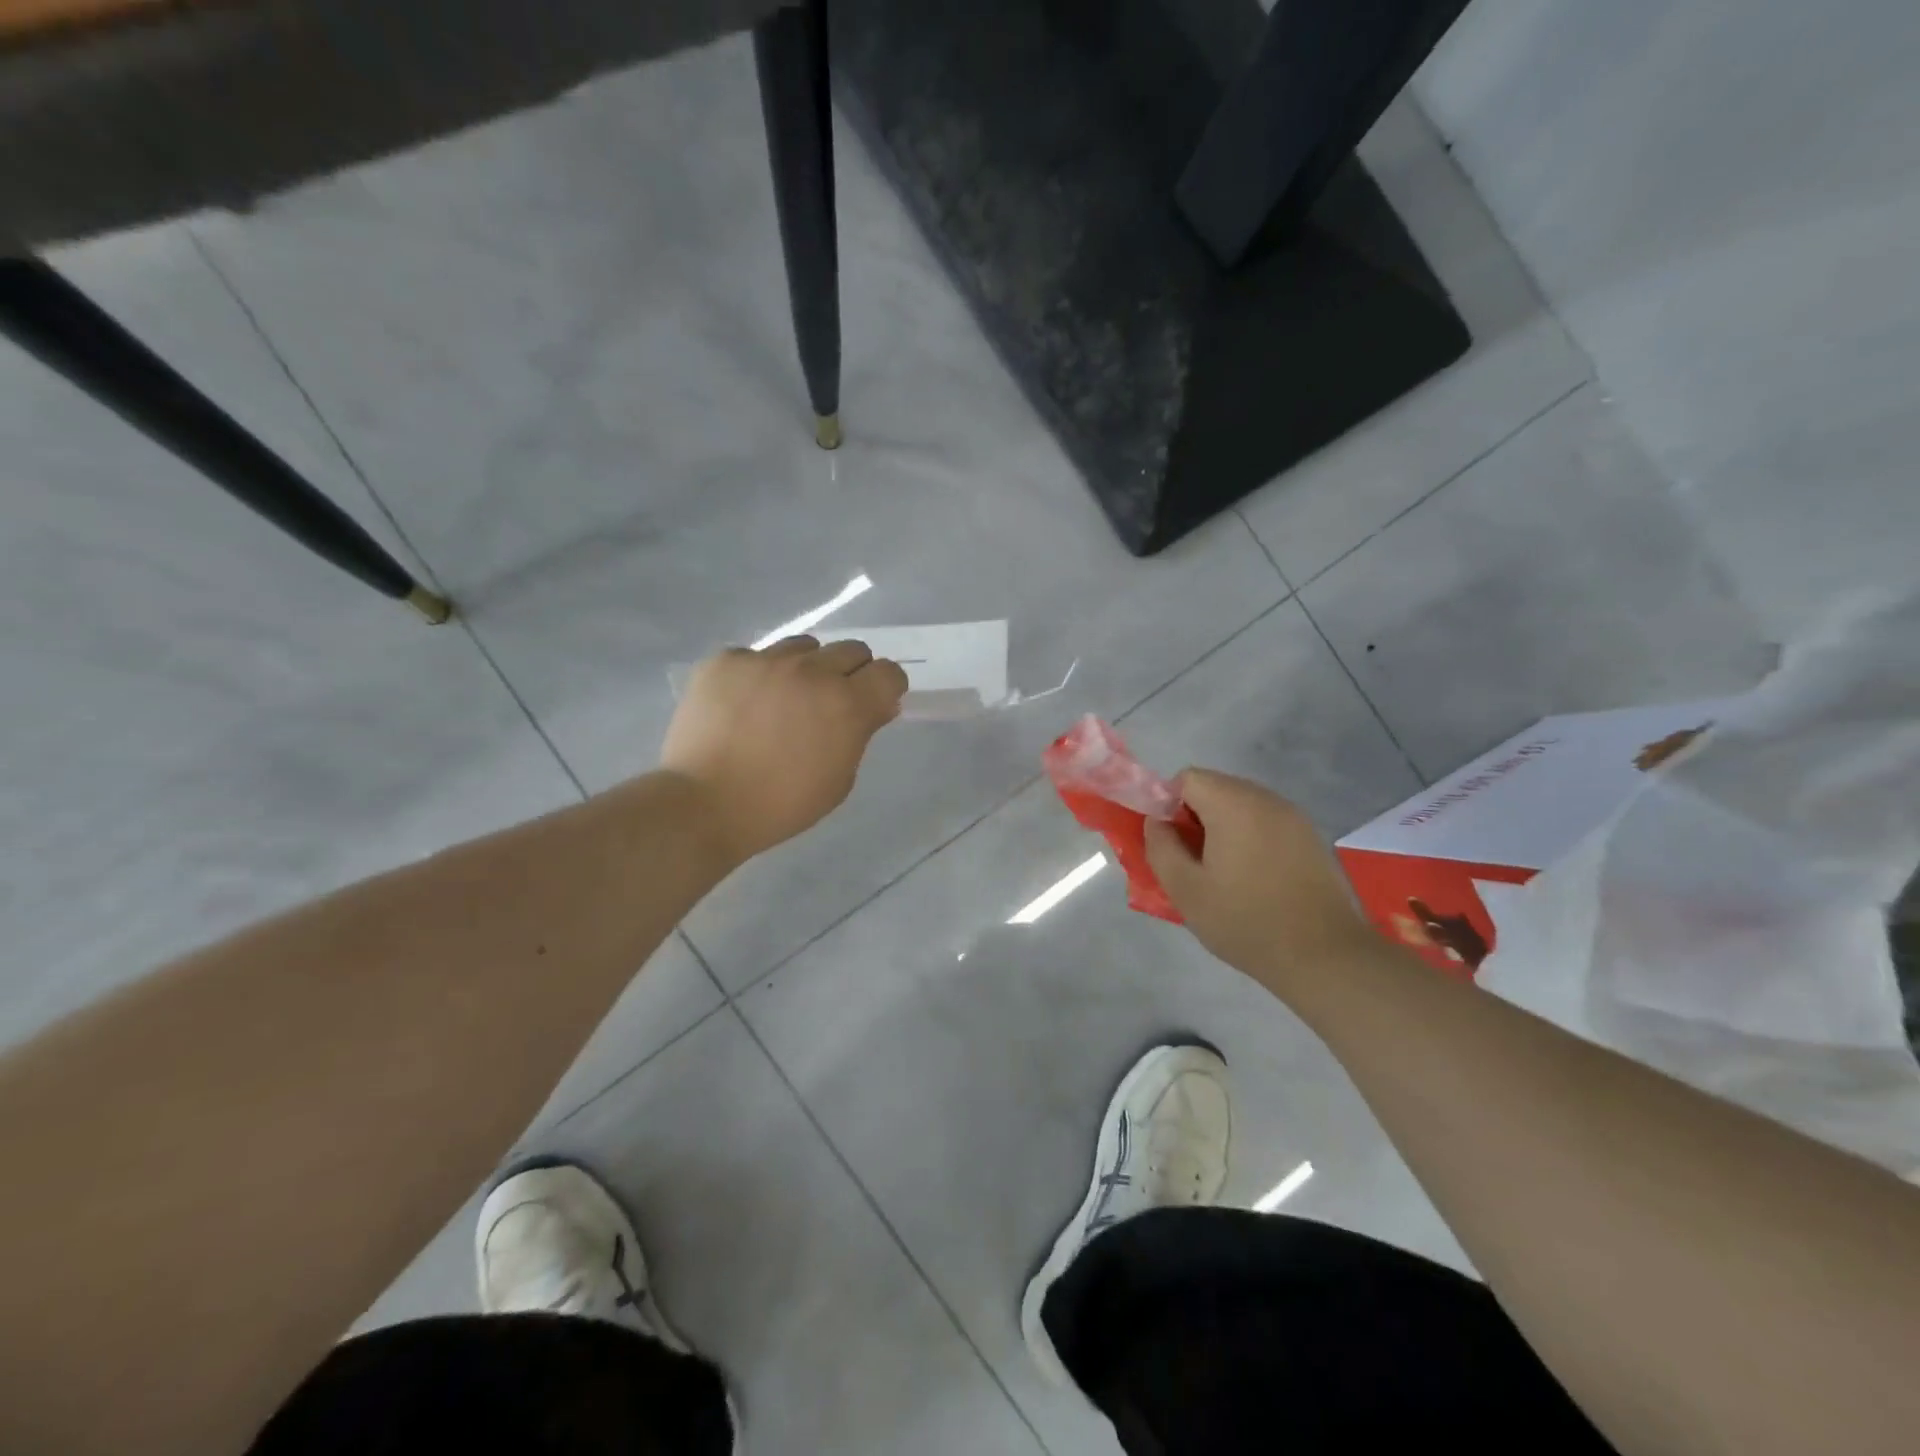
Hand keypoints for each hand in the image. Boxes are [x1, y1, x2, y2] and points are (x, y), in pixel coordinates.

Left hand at [661, 636, 907, 862]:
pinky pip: (756, 656)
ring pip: (804, 647)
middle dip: (850, 673)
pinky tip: (743, 704)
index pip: (889, 672)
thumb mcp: (840, 780)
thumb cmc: (782, 804)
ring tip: (784, 699)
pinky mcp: (726, 660)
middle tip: (830, 703)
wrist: (705, 804)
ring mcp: (766, 660)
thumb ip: (861, 734)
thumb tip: (876, 706)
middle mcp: (811, 671)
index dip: (886, 687)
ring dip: (806, 668)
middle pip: (851, 649)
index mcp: (847, 704)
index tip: (875, 703)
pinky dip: (758, 676)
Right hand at [1144, 768, 1378, 990]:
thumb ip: (1160, 847)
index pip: (1187, 778)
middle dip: (1195, 818)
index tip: (1171, 844)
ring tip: (1223, 875)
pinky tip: (1255, 880)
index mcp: (1234, 804)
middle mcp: (1267, 799)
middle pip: (1216, 788)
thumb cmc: (1246, 921)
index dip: (1169, 806)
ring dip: (1223, 830)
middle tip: (1193, 863)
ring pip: (1242, 807)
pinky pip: (1267, 824)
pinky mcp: (1312, 838)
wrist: (1326, 957)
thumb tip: (1157, 822)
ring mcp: (1295, 817)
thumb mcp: (1185, 890)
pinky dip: (1251, 840)